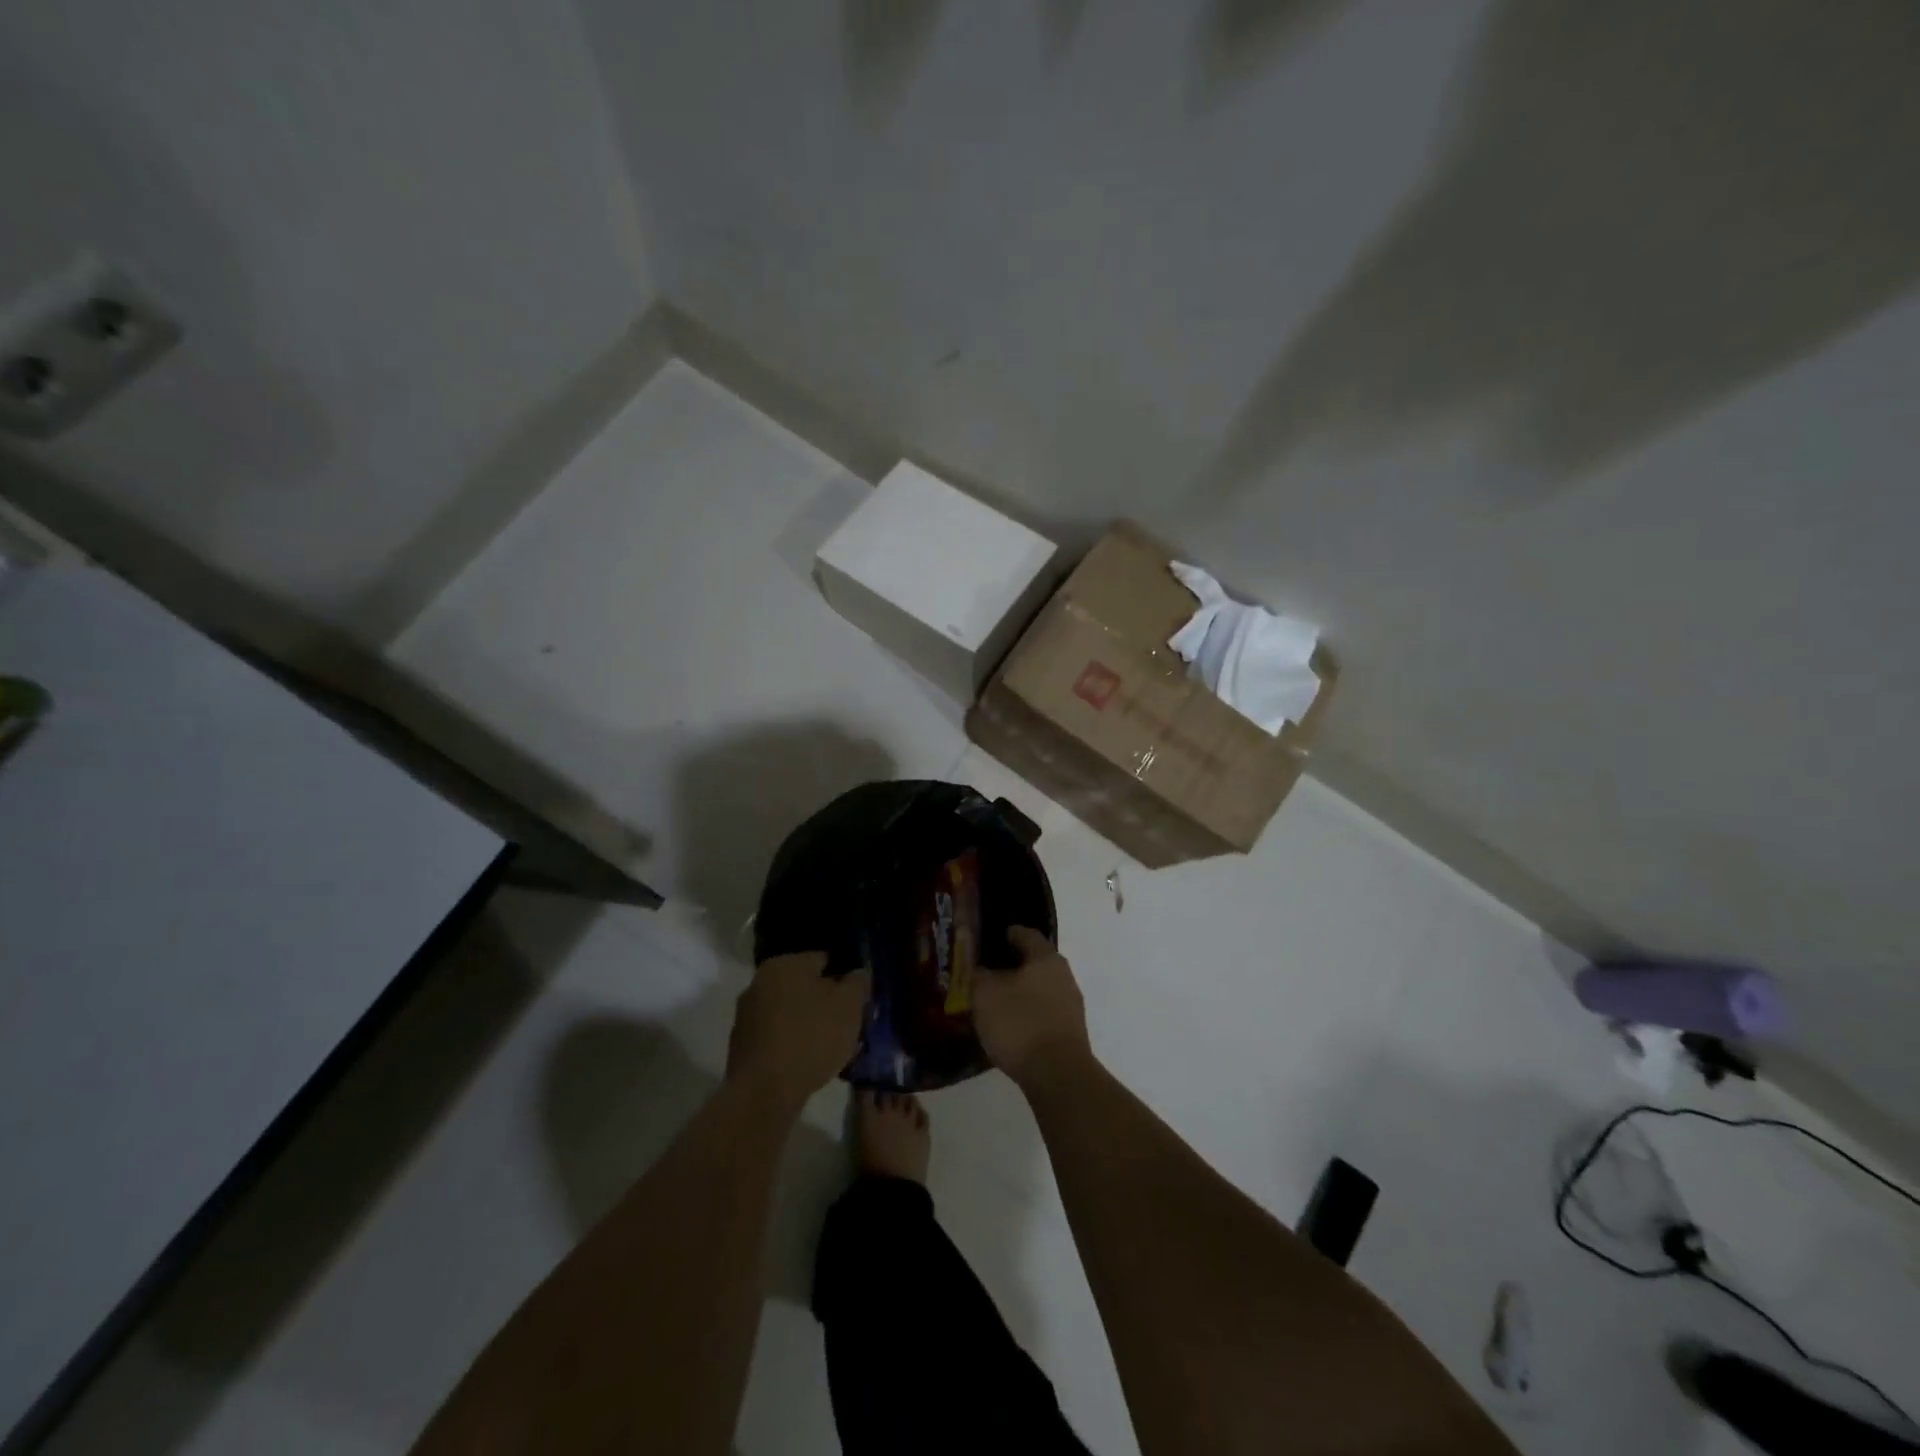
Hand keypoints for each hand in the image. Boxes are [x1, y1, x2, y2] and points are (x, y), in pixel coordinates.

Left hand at [727, 953, 868, 1115]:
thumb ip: (858, 983)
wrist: (763, 1092)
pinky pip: (778, 1037)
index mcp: (784, 963)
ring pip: (791, 1013)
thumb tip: (857, 974)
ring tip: (832, 1048)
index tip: (859, 1000)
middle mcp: (760, 982)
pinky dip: (794, 1044)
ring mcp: (747, 1015)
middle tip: (848, 1025)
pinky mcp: (742, 1046)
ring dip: (810, 1025)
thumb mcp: (849, 1006)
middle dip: (827, 1003)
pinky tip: (809, 1063)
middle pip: (805, 987)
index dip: (846, 978)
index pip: (824, 960)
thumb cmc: (811, 1038)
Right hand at [973, 927, 1090, 1088]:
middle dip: (1012, 966)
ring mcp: (1071, 1005)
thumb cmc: (1020, 1023)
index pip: (1026, 934)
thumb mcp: (986, 995)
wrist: (1058, 1075)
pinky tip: (1011, 1027)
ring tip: (995, 1002)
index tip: (990, 940)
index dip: (1007, 934)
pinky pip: (1044, 1013)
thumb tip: (981, 970)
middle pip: (1035, 962)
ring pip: (1041, 989)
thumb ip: (980, 976)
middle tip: (986, 973)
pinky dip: (1028, 1014)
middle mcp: (1064, 976)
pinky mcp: (1071, 1032)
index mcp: (1046, 958)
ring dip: (1021, 992)